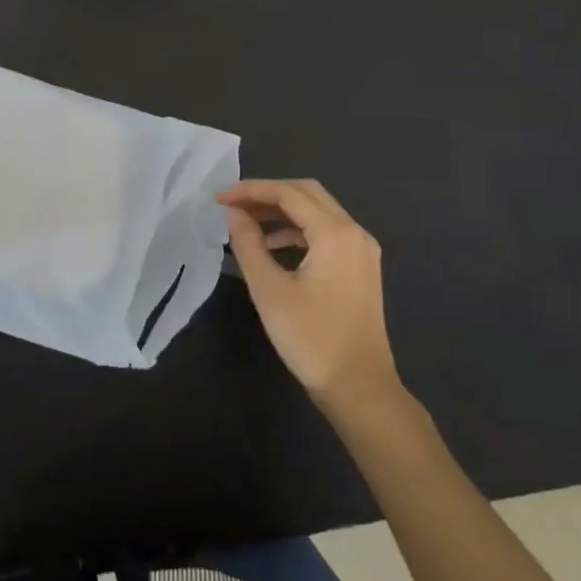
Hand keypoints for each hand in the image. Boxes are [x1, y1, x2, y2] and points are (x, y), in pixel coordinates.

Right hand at [217, 178, 400, 414]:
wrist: (360, 389)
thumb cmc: (312, 339)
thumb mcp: (270, 291)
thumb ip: (248, 244)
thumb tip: (233, 213)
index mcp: (335, 233)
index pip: (288, 193)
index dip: (250, 190)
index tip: (218, 198)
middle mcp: (354, 232)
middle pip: (307, 193)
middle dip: (267, 194)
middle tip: (232, 206)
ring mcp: (361, 250)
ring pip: (318, 212)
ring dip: (282, 212)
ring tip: (246, 224)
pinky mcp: (360, 267)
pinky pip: (326, 233)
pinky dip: (297, 231)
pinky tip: (272, 247)